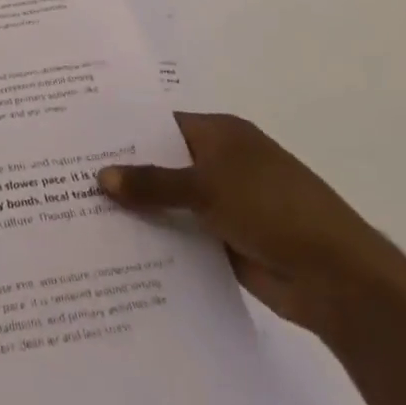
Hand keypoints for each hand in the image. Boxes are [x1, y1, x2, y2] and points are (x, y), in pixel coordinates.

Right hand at [98, 112, 405, 342]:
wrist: (337, 278)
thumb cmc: (274, 209)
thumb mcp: (208, 188)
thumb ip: (153, 183)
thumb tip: (100, 177)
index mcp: (221, 134)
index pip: (161, 125)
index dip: (124, 131)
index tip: (80, 140)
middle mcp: (220, 164)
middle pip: (162, 164)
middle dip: (125, 173)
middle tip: (68, 179)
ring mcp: (223, 204)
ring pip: (170, 203)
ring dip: (139, 212)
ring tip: (79, 214)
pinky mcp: (225, 242)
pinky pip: (182, 236)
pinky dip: (158, 241)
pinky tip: (116, 249)